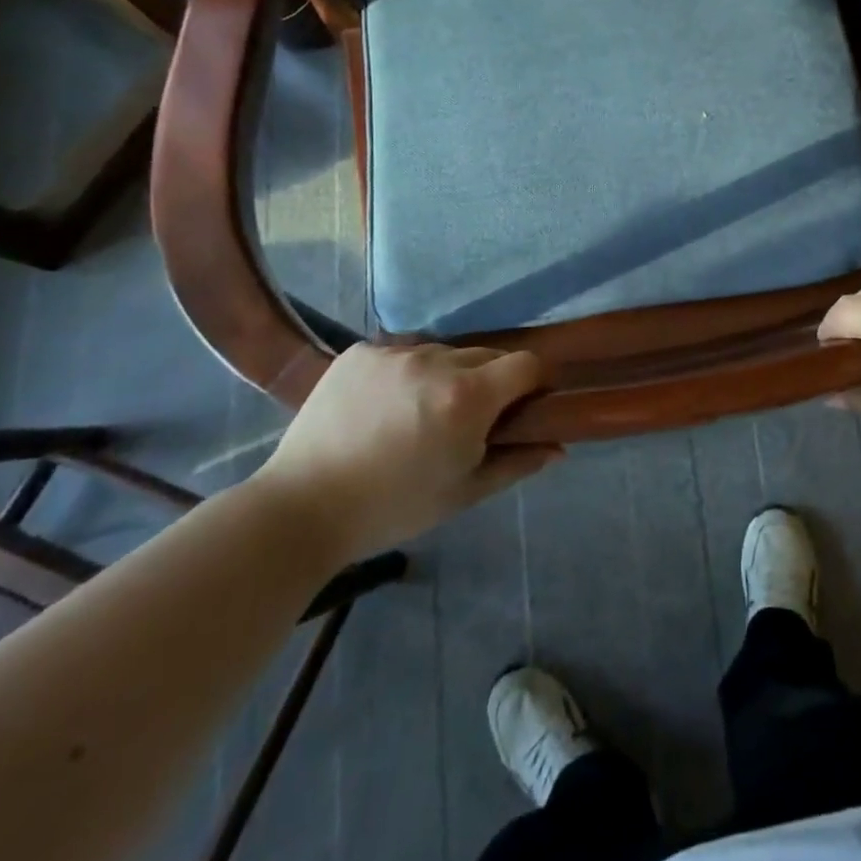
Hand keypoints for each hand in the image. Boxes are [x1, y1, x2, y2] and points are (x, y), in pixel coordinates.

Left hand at [255, 343, 560, 563]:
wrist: (301, 508)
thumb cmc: (393, 508)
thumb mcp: (464, 492)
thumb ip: (517, 463)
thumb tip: (558, 448)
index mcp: (468, 397)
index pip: (527, 364)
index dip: (535, 381)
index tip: (527, 403)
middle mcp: (436, 362)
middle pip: (487, 356)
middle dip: (491, 382)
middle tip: (470, 419)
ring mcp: (394, 352)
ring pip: (443, 353)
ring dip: (447, 375)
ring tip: (420, 413)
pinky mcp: (360, 352)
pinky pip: (402, 353)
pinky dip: (406, 373)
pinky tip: (385, 405)